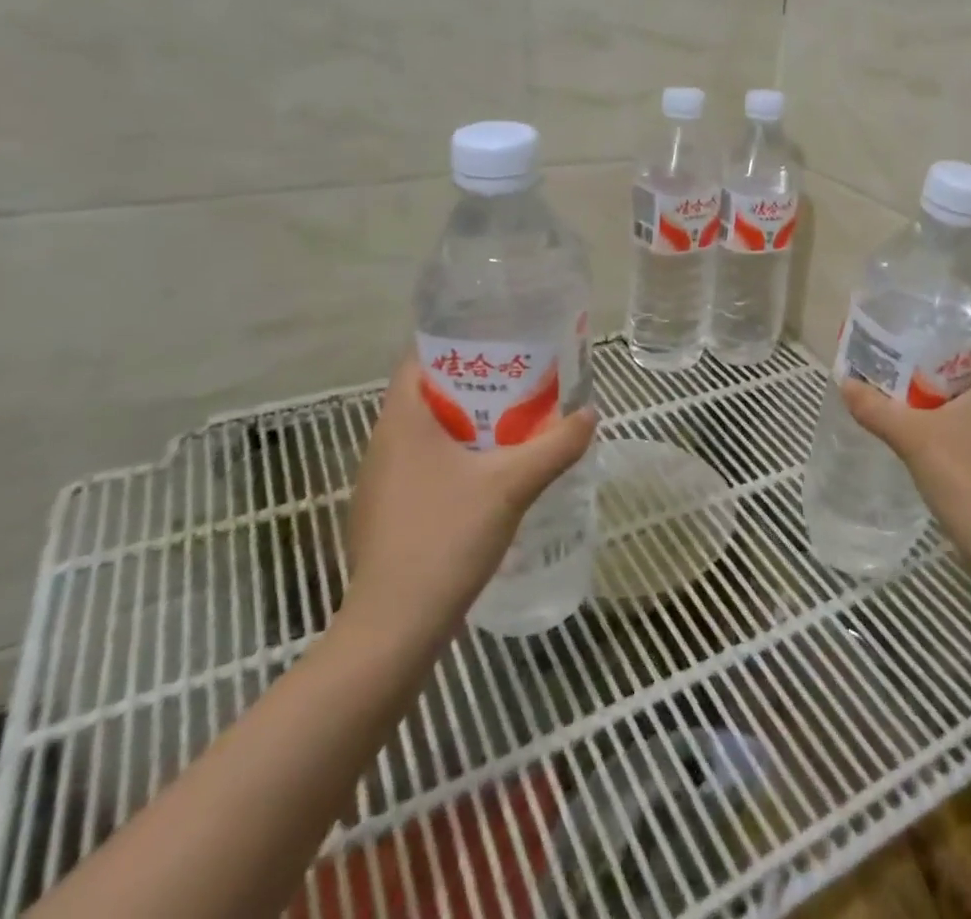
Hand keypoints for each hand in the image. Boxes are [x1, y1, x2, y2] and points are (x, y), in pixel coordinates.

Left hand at [341, 351, 596, 647]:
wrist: (396, 627)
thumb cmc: (446, 537)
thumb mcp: (513, 485)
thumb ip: (556, 445)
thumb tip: (590, 414)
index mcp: (402, 422)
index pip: (419, 359)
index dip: (458, 344)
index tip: (501, 343)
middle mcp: (382, 444)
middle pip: (428, 395)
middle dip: (474, 386)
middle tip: (522, 382)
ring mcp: (380, 483)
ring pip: (427, 435)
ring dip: (466, 425)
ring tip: (513, 424)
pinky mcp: (386, 515)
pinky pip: (423, 467)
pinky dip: (454, 459)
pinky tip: (489, 477)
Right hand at [841, 336, 970, 572]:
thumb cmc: (967, 477)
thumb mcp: (913, 438)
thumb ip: (877, 409)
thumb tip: (845, 384)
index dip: (970, 336)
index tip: (933, 340)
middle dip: (944, 366)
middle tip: (906, 365)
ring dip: (946, 398)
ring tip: (907, 396)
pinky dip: (952, 425)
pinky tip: (922, 435)